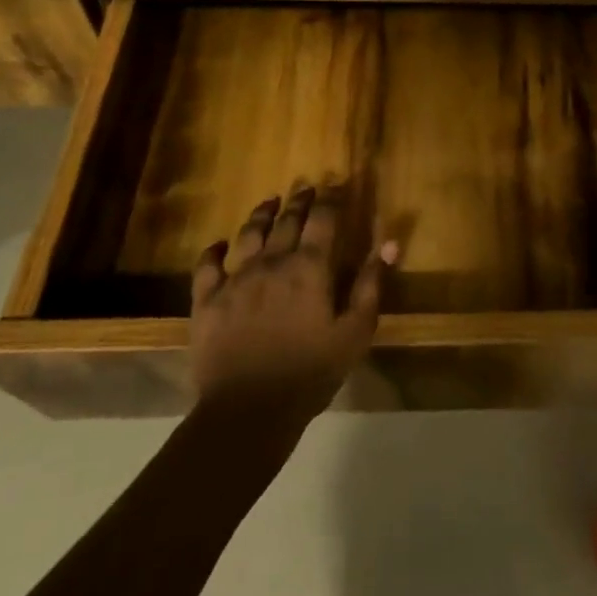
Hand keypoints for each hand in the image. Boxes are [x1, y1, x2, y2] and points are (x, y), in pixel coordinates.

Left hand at [190, 186, 398, 421]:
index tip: (336, 184)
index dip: (331, 198)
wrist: (248, 411)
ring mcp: (235, 279)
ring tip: (270, 202)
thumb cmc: (310, 372)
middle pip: (287, 220)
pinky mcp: (207, 301)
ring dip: (261, 214)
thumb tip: (389, 243)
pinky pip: (207, 265)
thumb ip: (371, 284)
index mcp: (309, 267)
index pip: (323, 219)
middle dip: (299, 200)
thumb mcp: (355, 332)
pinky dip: (214, 251)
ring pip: (248, 233)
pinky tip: (219, 245)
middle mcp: (272, 262)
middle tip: (306, 187)